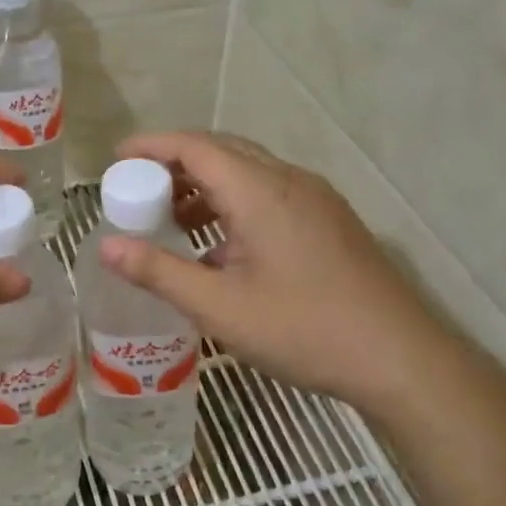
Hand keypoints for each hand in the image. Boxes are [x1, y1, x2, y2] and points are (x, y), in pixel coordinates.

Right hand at [99, 131, 462, 415]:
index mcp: (260, 191)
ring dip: (205, 186)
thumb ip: (158, 272)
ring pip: (249, 173)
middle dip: (174, 164)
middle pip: (222, 151)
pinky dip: (234, 204)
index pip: (195, 146)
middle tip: (138, 191)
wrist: (400, 358)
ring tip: (172, 221)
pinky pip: (270, 194)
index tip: (116, 159)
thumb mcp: (219, 307)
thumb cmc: (304, 329)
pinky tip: (221, 248)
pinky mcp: (329, 221)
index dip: (151, 146)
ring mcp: (316, 199)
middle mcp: (289, 181)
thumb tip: (104, 247)